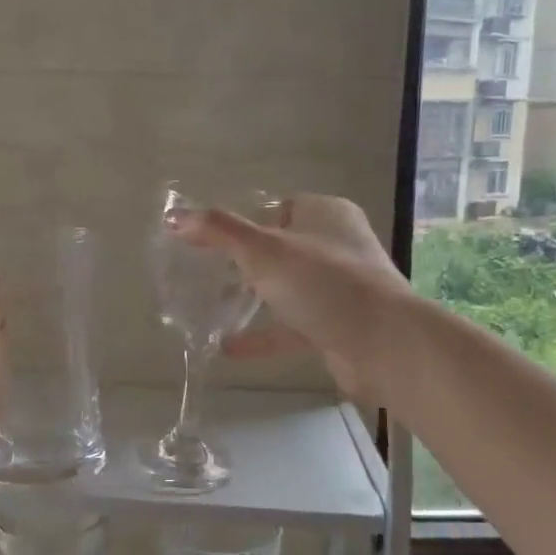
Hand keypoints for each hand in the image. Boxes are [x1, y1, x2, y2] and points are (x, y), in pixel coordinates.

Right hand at [172, 194, 413, 401]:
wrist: (382, 345)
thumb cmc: (324, 283)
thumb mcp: (263, 250)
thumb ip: (218, 231)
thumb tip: (173, 216)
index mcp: (326, 214)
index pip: (279, 207)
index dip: (245, 220)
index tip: (210, 238)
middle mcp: (336, 246)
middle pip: (281, 249)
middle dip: (244, 262)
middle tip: (205, 272)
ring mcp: (339, 289)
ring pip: (286, 289)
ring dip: (252, 298)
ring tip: (210, 305)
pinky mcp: (336, 326)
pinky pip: (291, 327)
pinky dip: (262, 335)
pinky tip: (227, 346)